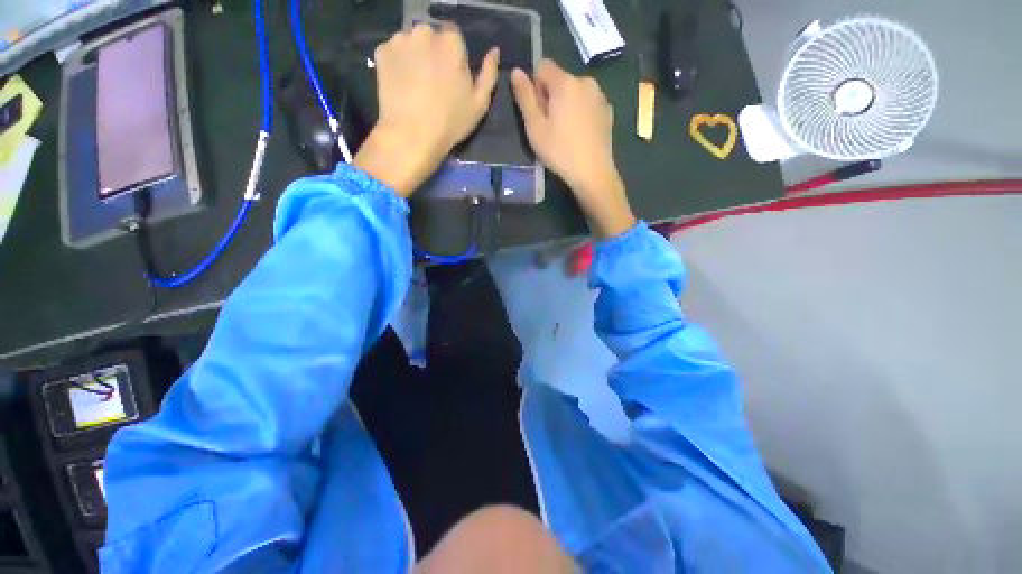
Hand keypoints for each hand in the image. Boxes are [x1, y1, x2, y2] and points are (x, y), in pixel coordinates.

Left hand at [354, 25, 499, 196]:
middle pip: (431, 36)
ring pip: (411, 43)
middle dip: (433, 53)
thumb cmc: (451, 122)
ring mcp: (400, 40)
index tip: (451, 77)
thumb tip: (494, 52)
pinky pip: (393, 52)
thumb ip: (489, 73)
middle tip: (433, 83)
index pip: (454, 36)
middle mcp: (424, 31)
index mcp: (451, 42)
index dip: (454, 57)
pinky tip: (401, 85)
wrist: (412, 135)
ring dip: (414, 56)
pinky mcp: (381, 52)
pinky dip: (397, 64)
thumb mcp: (479, 103)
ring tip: (415, 85)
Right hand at [511, 60, 634, 238]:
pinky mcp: (608, 111)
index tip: (537, 111)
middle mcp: (585, 81)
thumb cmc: (559, 151)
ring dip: (566, 105)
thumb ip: (525, 97)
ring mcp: (600, 96)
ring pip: (575, 92)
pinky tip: (580, 135)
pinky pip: (588, 104)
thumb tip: (516, 71)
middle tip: (549, 127)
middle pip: (560, 79)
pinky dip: (581, 113)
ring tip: (565, 133)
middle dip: (551, 96)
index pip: (543, 65)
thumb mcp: (535, 127)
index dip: (535, 85)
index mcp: (565, 82)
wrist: (593, 172)